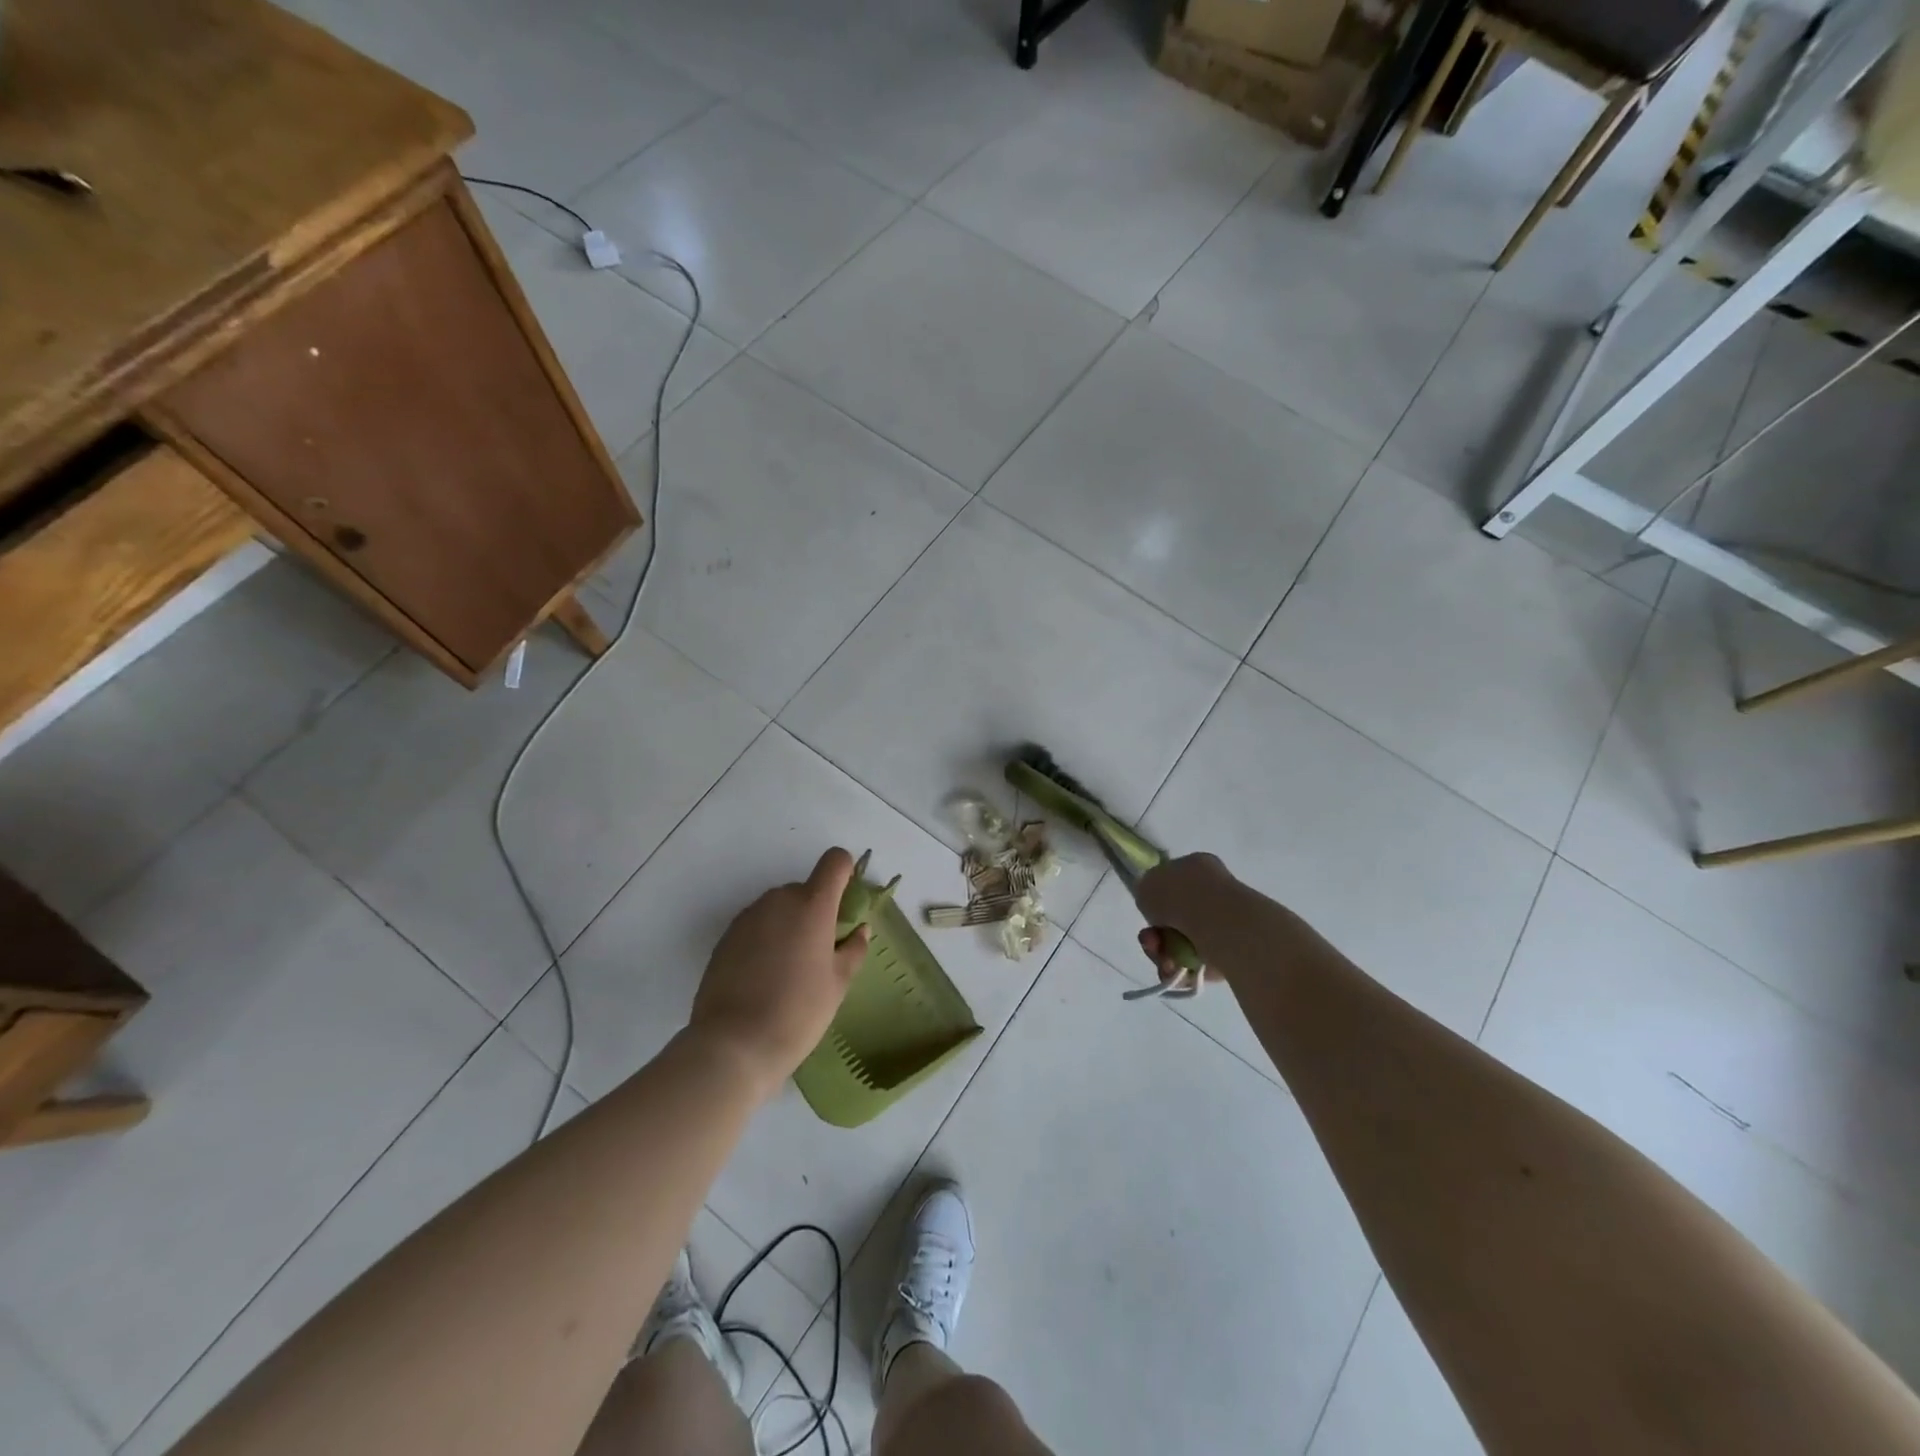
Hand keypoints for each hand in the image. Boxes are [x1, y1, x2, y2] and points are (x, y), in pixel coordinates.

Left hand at [688, 848, 870, 1099]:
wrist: (732, 1046)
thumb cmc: (798, 1012)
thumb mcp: (838, 984)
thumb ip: (853, 949)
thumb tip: (859, 930)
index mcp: (812, 904)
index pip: (835, 861)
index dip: (845, 873)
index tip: (846, 902)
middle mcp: (778, 900)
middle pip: (805, 889)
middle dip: (815, 911)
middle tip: (819, 953)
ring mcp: (747, 917)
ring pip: (778, 909)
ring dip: (789, 925)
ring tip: (788, 970)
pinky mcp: (725, 937)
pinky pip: (755, 926)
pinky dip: (765, 940)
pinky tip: (763, 978)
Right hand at [1133, 853, 1242, 988]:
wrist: (1220, 925)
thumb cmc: (1180, 895)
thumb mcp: (1146, 883)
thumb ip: (1146, 891)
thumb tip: (1153, 903)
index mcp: (1196, 866)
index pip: (1172, 883)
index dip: (1155, 900)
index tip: (1147, 913)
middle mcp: (1213, 892)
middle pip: (1175, 917)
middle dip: (1157, 934)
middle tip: (1150, 942)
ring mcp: (1224, 923)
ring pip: (1183, 943)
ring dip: (1165, 954)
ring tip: (1164, 961)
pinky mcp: (1231, 953)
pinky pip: (1197, 964)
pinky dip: (1182, 970)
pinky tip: (1176, 971)